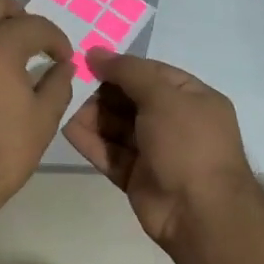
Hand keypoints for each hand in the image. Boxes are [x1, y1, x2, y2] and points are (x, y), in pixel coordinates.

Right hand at [63, 51, 258, 247]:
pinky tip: (67, 128)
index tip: (88, 60)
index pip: (153, 74)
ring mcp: (155, 152)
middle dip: (103, 92)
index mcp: (192, 99)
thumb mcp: (163, 97)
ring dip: (93, 116)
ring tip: (64, 104)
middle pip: (131, 100)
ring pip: (118, 128)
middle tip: (71, 82)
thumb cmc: (187, 144)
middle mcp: (175, 123)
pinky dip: (91, 142)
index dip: (122, 66)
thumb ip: (129, 72)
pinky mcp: (136, 176)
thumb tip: (96, 52)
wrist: (199, 211)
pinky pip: (110, 153)